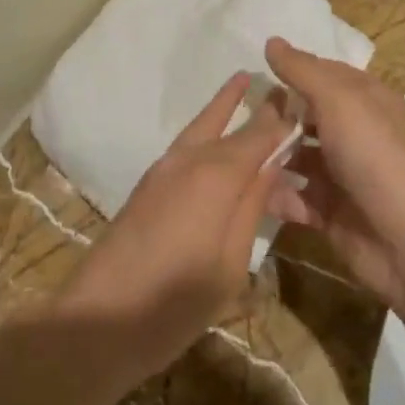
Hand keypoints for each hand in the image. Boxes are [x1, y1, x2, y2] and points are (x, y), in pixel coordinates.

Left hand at [53, 73, 288, 378]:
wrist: (98, 321)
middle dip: (254, 106)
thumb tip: (273, 164)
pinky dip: (206, 131)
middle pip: (228, 124)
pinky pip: (186, 146)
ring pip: (200, 127)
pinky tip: (216, 137)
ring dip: (223, 107)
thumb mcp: (230, 263)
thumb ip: (253, 207)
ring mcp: (162, 171)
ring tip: (242, 83)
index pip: (259, 135)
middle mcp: (188, 160)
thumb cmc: (175, 302)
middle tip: (278, 87)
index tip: (306, 104)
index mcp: (215, 176)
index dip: (282, 121)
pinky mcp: (148, 186)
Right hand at [262, 38, 404, 307]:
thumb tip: (272, 41)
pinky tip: (252, 191)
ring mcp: (343, 174)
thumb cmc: (374, 156)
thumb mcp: (338, 100)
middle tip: (241, 119)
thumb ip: (302, 71)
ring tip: (237, 156)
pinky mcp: (331, 212)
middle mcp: (356, 133)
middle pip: (307, 117)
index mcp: (366, 99)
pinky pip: (296, 197)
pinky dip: (277, 195)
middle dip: (276, 118)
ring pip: (298, 157)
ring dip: (271, 157)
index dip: (293, 72)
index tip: (255, 74)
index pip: (323, 75)